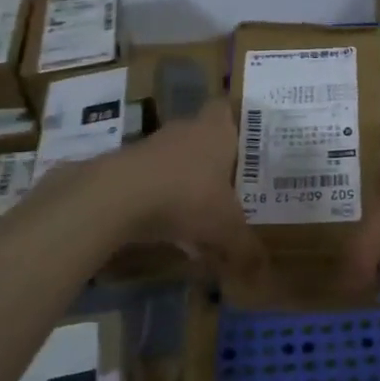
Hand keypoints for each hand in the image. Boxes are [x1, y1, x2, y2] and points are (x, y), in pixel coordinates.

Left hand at [118, 99, 263, 279]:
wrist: (117, 196)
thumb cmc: (186, 196)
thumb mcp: (226, 228)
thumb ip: (246, 249)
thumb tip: (262, 272)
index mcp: (215, 131)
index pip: (225, 108)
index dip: (234, 119)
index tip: (243, 139)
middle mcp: (185, 131)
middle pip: (202, 136)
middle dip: (214, 160)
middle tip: (231, 185)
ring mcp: (151, 146)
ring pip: (176, 159)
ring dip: (186, 181)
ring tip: (200, 215)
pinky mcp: (126, 166)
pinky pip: (153, 179)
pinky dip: (161, 198)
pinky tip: (168, 229)